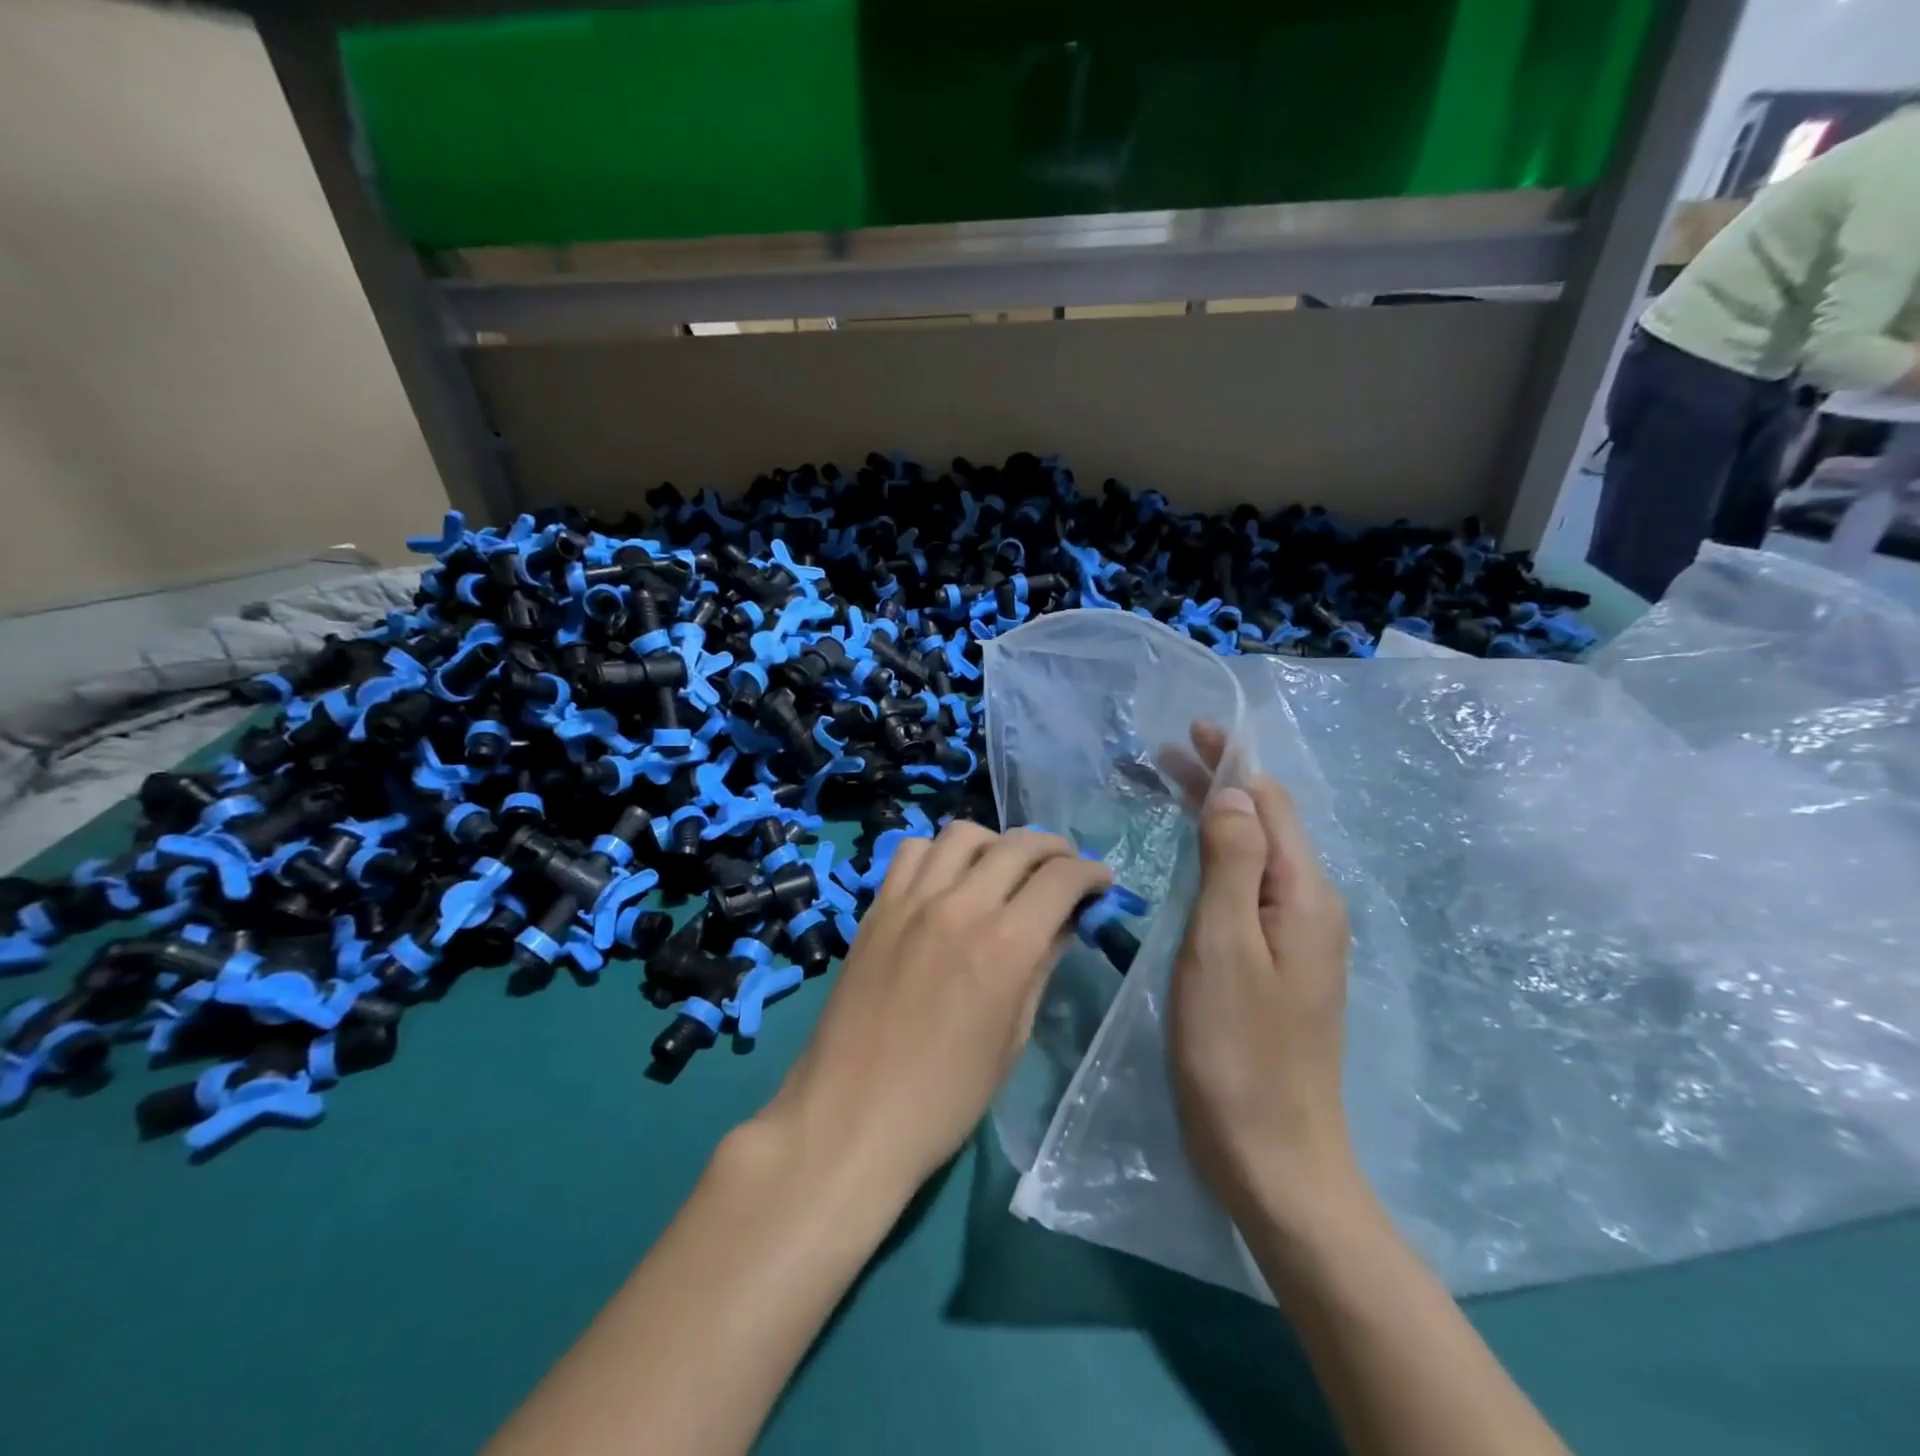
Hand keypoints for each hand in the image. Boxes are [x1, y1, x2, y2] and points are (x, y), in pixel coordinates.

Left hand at [759, 821, 1112, 1200]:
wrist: (851, 1117)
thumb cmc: (945, 1097)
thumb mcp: (1012, 1039)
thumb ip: (1040, 969)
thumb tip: (1063, 924)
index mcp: (1004, 946)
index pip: (1060, 879)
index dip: (1090, 873)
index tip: (1101, 882)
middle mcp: (959, 907)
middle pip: (1017, 845)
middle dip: (1053, 848)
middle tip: (1065, 867)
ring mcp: (911, 901)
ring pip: (962, 834)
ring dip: (996, 842)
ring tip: (1006, 867)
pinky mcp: (877, 907)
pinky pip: (912, 852)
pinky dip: (940, 851)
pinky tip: (948, 877)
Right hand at [1164, 725, 1357, 1227]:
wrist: (1273, 1155)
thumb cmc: (1236, 1049)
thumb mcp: (1222, 945)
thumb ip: (1231, 862)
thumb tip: (1232, 790)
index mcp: (1304, 893)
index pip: (1269, 801)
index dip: (1230, 761)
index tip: (1186, 731)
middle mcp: (1310, 905)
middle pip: (1264, 822)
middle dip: (1217, 783)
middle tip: (1158, 758)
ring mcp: (1297, 938)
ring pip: (1255, 854)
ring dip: (1215, 816)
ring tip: (1167, 793)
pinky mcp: (1278, 963)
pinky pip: (1249, 887)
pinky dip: (1217, 856)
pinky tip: (1191, 860)